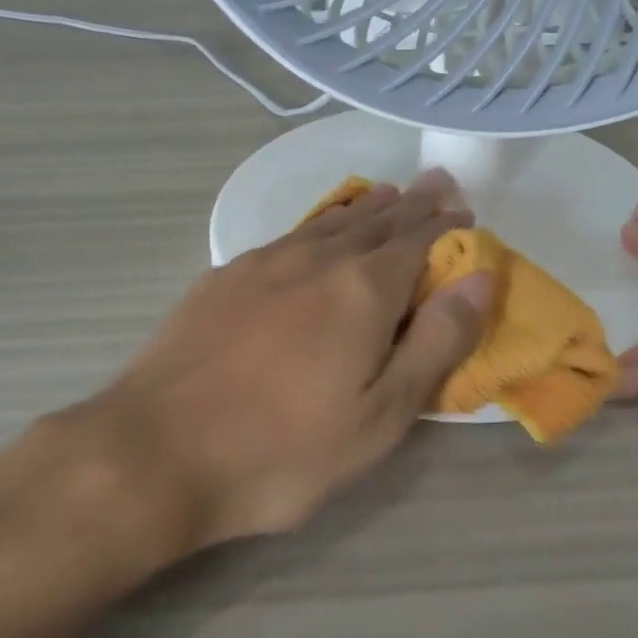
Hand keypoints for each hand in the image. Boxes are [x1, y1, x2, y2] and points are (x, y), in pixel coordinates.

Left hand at [72, 172, 491, 550]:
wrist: (157, 451)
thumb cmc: (282, 450)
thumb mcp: (379, 416)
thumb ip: (435, 343)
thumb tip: (480, 277)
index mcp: (362, 289)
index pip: (417, 241)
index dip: (445, 225)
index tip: (464, 211)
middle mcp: (315, 260)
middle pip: (374, 222)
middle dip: (410, 205)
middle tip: (434, 186)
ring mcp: (262, 264)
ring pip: (327, 223)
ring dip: (363, 208)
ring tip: (384, 195)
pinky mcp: (222, 278)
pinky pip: (288, 237)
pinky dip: (317, 225)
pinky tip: (315, 232)